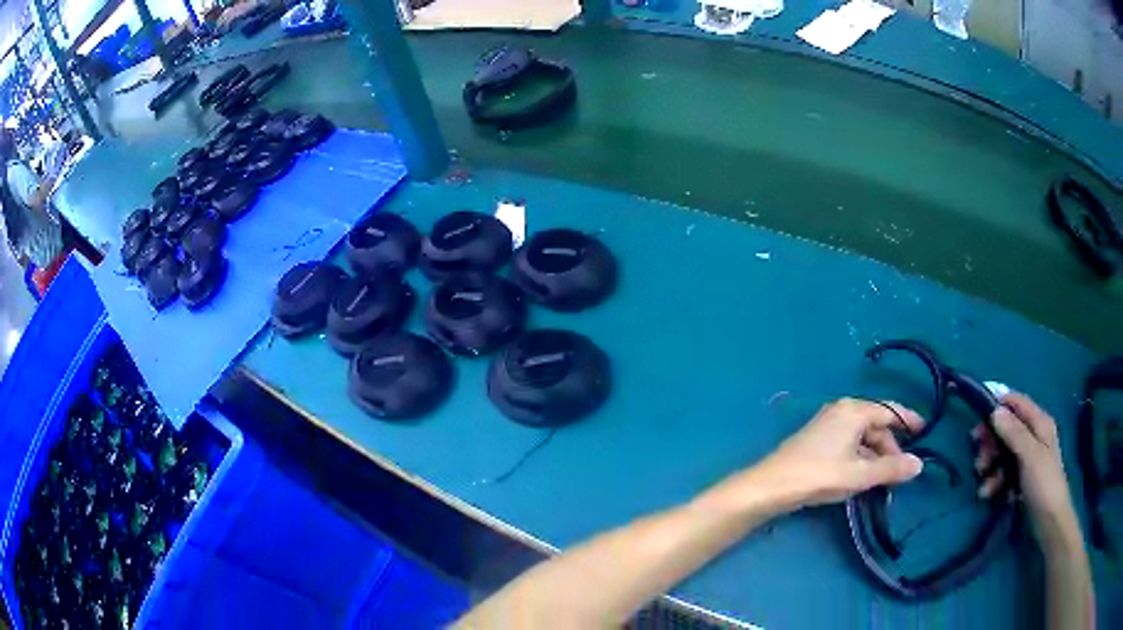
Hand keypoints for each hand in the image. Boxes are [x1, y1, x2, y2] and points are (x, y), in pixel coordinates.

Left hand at [752, 398, 925, 510]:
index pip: (890, 410)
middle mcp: (842, 411)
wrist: (772, 486)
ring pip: (862, 437)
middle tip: (901, 471)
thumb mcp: (860, 474)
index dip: (909, 420)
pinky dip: (861, 458)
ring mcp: (828, 424)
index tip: (925, 431)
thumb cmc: (820, 474)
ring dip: (875, 456)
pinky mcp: (818, 440)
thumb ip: (891, 469)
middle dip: (890, 447)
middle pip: (876, 425)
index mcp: (854, 410)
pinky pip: (849, 444)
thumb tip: (920, 464)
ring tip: (884, 480)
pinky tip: (863, 477)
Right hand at [973, 393, 1079, 546]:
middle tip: (979, 461)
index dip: (998, 405)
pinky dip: (995, 482)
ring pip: (1003, 454)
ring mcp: (1028, 458)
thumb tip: (995, 410)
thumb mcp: (1030, 456)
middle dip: (991, 444)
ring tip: (984, 486)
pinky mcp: (1022, 478)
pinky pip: (1004, 473)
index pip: (1017, 402)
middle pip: (1007, 429)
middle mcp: (1034, 436)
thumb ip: (1014, 432)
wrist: (1049, 521)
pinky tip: (991, 494)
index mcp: (1039, 423)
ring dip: (991, 468)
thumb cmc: (1043, 483)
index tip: (978, 418)